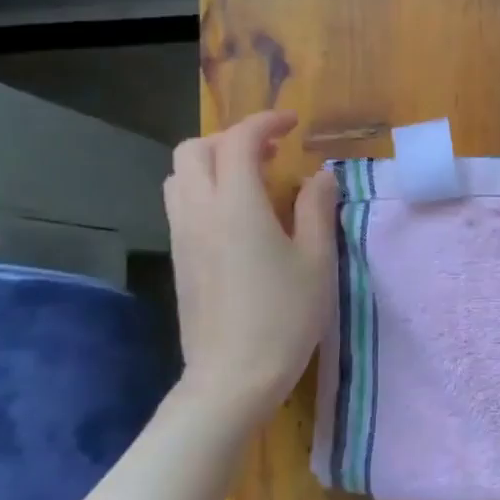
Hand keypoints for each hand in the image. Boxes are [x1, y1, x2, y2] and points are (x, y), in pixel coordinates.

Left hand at [164, 111, 338, 421]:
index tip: (294, 124)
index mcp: (236, 205)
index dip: (266, 122)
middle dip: (233, 138)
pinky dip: (206, 188)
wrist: (232, 376)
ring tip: (254, 180)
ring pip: (181, 175)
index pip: (240, 141)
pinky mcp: (179, 258)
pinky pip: (181, 202)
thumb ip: (317, 210)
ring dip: (214, 163)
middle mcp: (199, 211)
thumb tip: (319, 176)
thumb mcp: (317, 261)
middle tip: (272, 153)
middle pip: (196, 149)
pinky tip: (239, 216)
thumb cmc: (285, 317)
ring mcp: (182, 235)